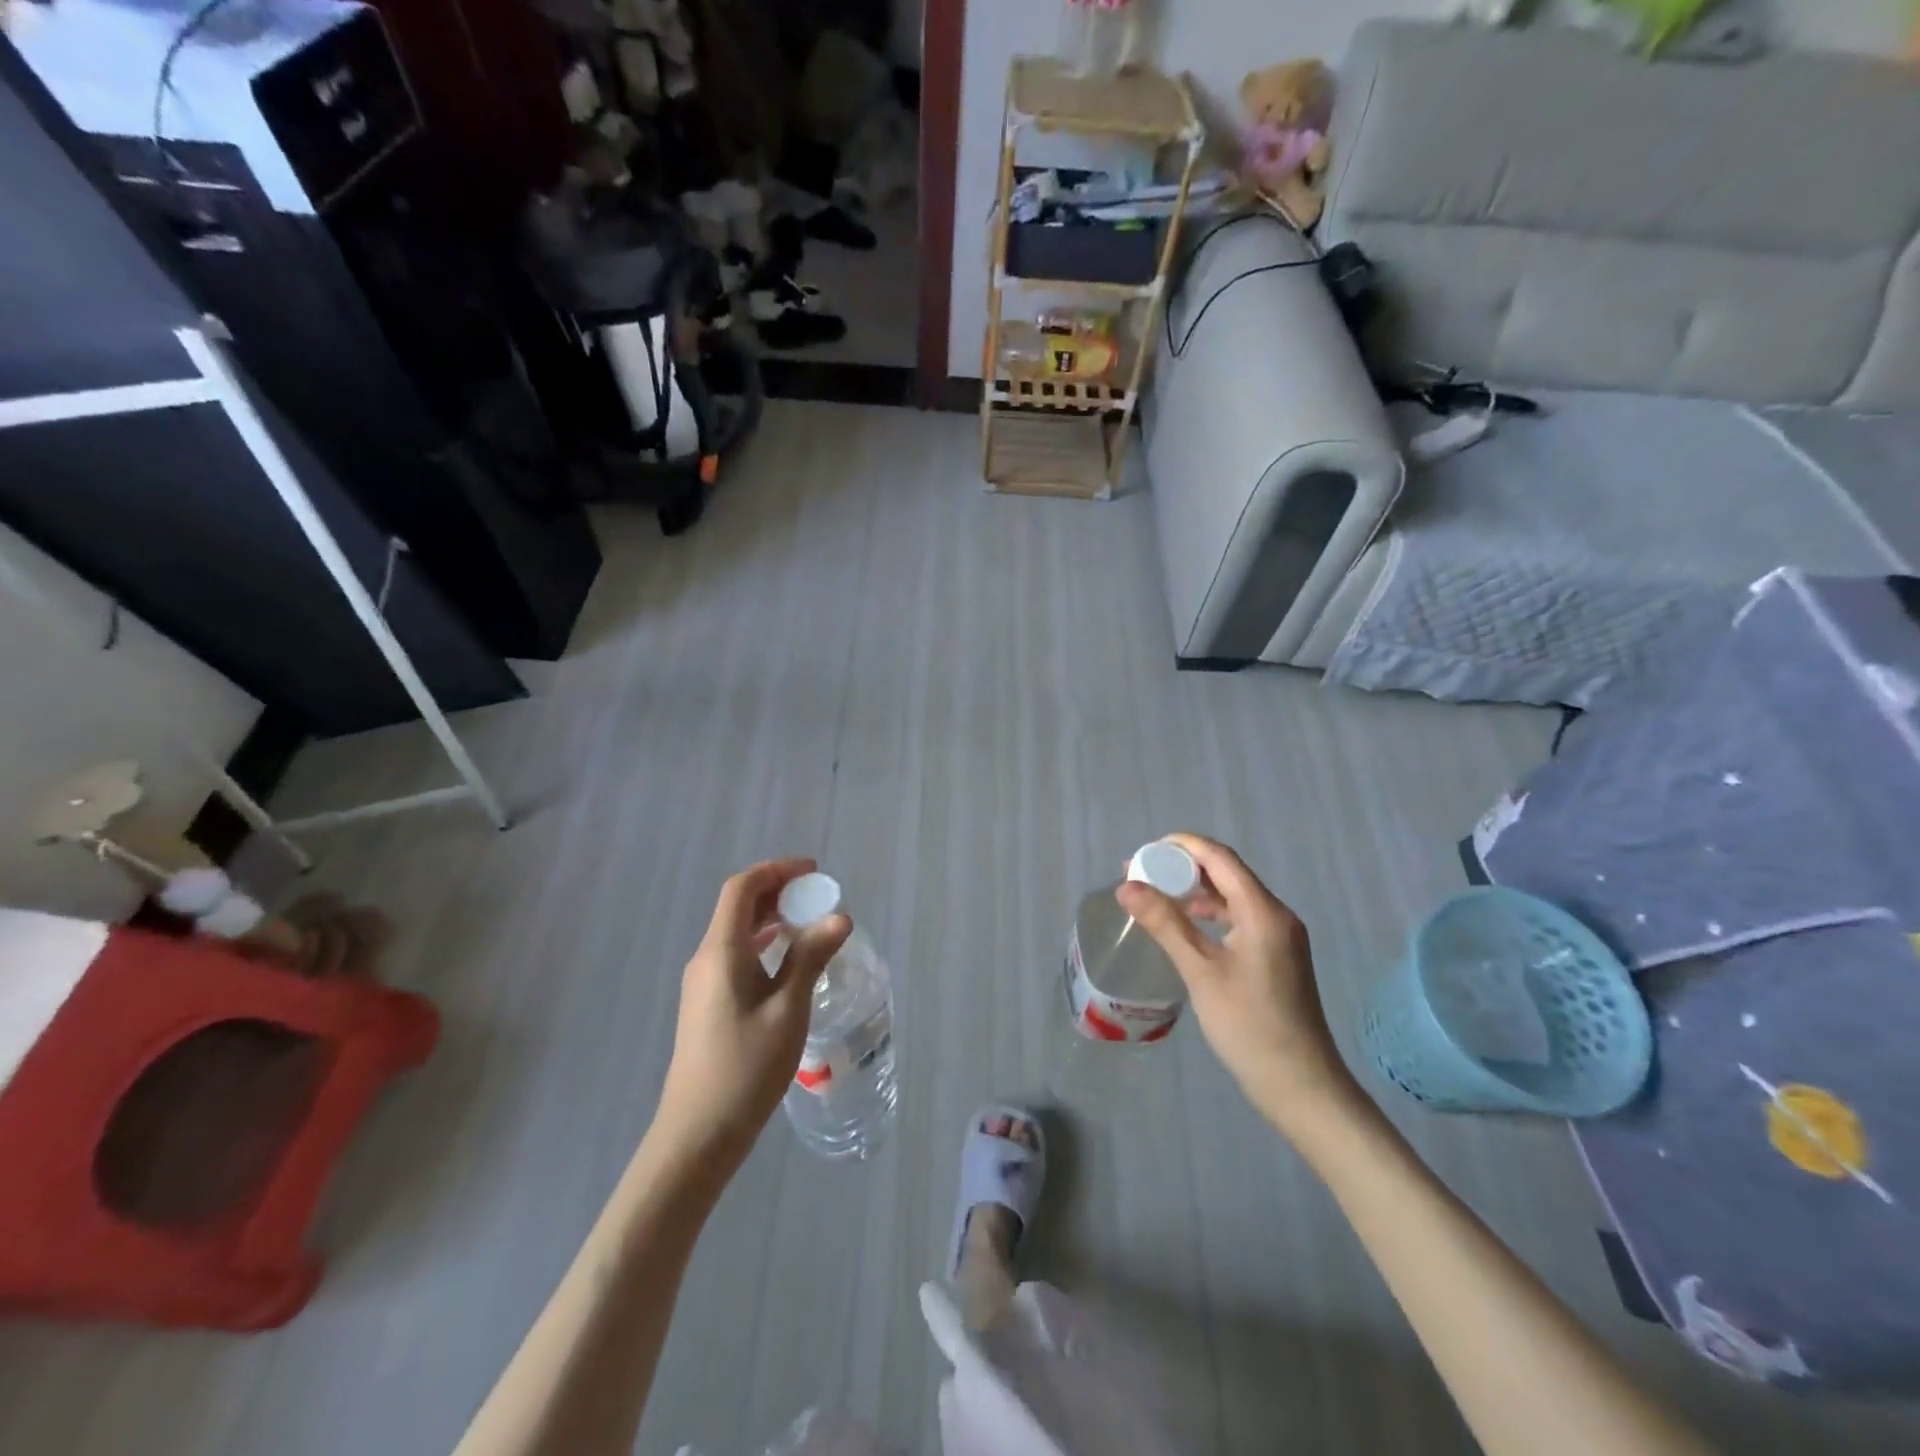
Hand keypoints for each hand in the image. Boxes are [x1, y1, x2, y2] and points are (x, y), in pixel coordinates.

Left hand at [654, 859, 850, 1172]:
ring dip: (771, 918)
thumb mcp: (788, 1009)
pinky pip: (736, 955)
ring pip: (736, 931)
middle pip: (738, 906)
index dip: (777, 871)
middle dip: (777, 891)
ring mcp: (703, 983)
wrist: (698, 1134)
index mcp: (721, 951)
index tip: (813, 872)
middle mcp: (707, 958)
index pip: (742, 889)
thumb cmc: (746, 1068)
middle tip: (817, 895)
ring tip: (810, 923)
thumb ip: (811, 957)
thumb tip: (839, 916)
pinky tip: (788, 962)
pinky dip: (764, 944)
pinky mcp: (708, 1004)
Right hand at [1117, 834, 1359, 1135]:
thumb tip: (1126, 886)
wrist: (1301, 1086)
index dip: (1181, 846)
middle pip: (1226, 872)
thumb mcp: (1201, 972)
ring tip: (1154, 896)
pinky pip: (1238, 917)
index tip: (1142, 852)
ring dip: (1193, 890)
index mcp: (1263, 911)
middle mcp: (1276, 914)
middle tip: (1140, 875)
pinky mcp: (1275, 955)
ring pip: (1231, 895)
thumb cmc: (1249, 1026)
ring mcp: (1278, 935)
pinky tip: (1184, 925)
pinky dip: (1208, 912)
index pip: (1220, 857)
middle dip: (1182, 867)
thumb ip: (1165, 923)